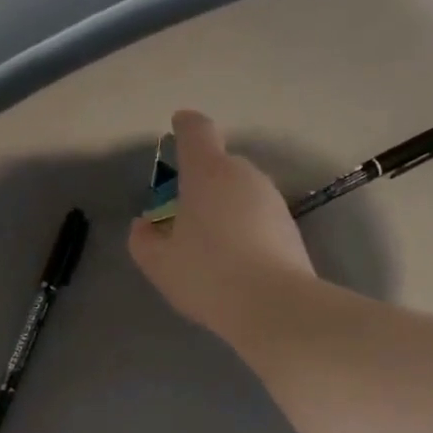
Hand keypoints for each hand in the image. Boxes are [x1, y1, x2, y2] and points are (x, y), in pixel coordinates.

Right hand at [127, 110, 316, 343]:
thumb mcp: (159, 263)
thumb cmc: (207, 275)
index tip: (177, 126)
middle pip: (219, 165)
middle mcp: (244, 175)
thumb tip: (145, 225)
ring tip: (208, 245)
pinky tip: (233, 262)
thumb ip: (143, 240)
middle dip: (200, 181)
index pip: (197, 131)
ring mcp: (272, 200)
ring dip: (223, 207)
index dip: (184, 126)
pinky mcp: (290, 227)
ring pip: (240, 193)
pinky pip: (257, 218)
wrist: (273, 306)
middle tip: (181, 215)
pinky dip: (243, 229)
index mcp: (208, 173)